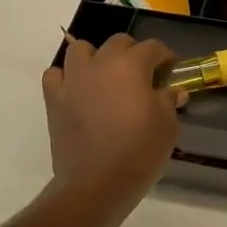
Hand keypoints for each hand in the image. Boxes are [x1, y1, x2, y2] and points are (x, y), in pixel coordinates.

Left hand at [42, 33, 184, 202]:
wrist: (97, 183)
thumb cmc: (139, 151)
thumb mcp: (167, 126)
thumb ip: (168, 101)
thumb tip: (172, 91)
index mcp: (131, 65)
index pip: (153, 47)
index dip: (165, 56)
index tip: (170, 70)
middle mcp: (100, 63)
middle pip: (118, 42)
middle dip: (133, 53)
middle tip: (142, 75)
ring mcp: (73, 79)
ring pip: (81, 50)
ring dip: (96, 58)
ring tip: (106, 78)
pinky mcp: (54, 99)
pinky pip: (56, 75)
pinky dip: (66, 77)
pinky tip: (78, 91)